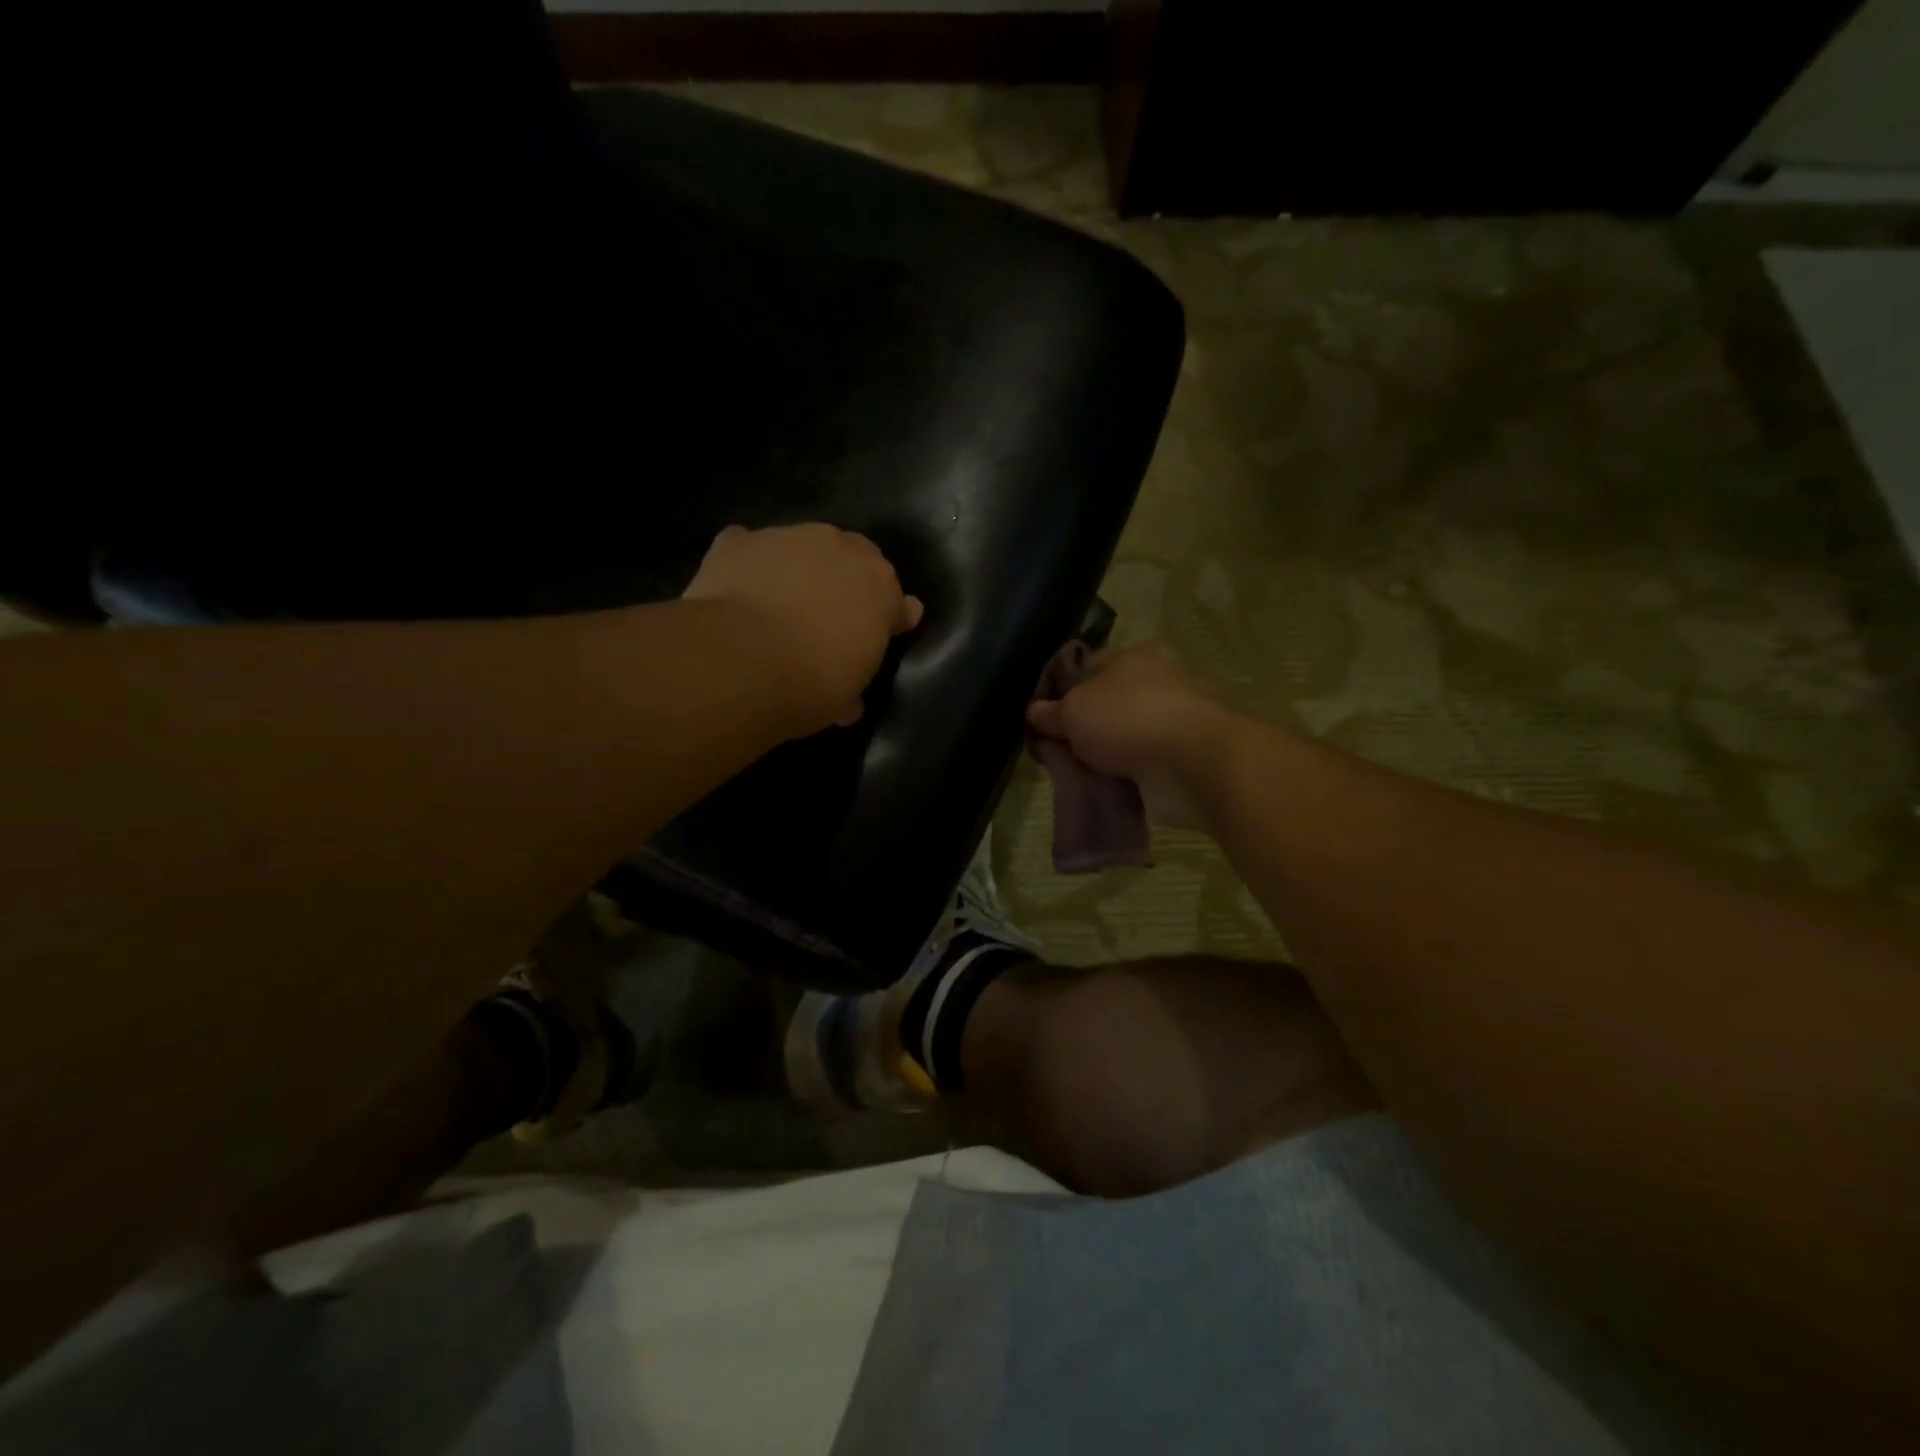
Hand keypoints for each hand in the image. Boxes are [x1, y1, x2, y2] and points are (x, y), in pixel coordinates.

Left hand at [683, 524, 923, 733]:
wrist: (742, 661)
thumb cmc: (810, 684)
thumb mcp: (845, 696)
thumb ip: (854, 678)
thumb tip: (852, 699)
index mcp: (880, 587)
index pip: (896, 599)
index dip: (889, 617)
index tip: (886, 631)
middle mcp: (841, 550)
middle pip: (852, 557)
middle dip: (846, 580)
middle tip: (831, 612)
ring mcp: (789, 538)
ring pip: (801, 547)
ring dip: (797, 569)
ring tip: (779, 602)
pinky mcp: (740, 542)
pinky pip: (749, 548)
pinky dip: (747, 565)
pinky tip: (738, 588)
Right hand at [1026, 647, 1235, 829]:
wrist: (1190, 764)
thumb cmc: (1127, 718)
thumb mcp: (1073, 709)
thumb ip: (1050, 712)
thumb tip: (1033, 712)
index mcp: (1131, 659)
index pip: (1086, 667)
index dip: (1058, 689)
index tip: (1037, 716)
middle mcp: (1151, 686)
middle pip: (1100, 705)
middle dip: (1076, 728)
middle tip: (1049, 749)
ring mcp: (1164, 724)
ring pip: (1116, 739)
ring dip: (1096, 757)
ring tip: (1068, 774)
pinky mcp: (1173, 760)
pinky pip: (1133, 768)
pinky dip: (1116, 778)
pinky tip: (1094, 788)